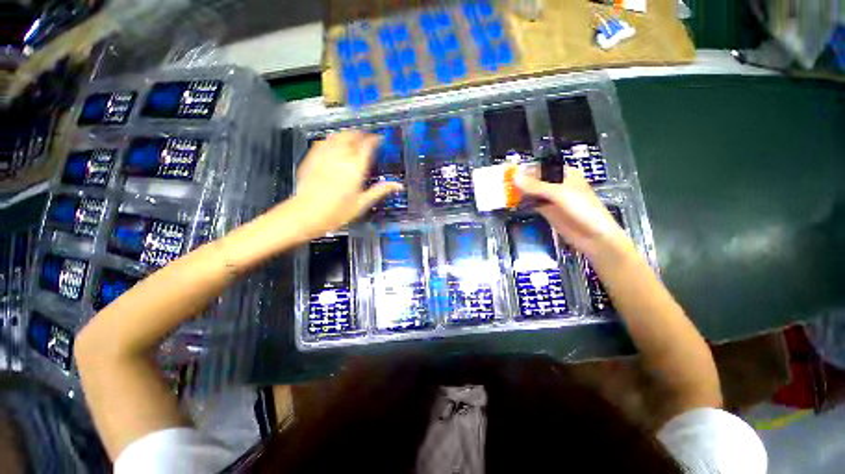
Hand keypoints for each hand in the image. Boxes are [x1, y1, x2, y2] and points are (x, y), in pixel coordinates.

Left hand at [285, 131, 401, 239]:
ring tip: (353, 137)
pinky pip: (323, 142)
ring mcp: (324, 155)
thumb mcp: (362, 203)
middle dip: (361, 134)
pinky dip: (331, 139)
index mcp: (355, 168)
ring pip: (337, 136)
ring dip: (347, 134)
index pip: (367, 146)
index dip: (375, 139)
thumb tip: (398, 185)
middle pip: (352, 136)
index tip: (380, 139)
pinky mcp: (312, 158)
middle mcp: (341, 157)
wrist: (307, 214)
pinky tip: (333, 143)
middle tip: (367, 138)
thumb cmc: (338, 212)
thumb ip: (380, 190)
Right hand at [514, 166, 633, 257]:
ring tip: (502, 193)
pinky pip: (532, 204)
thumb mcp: (559, 194)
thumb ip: (536, 186)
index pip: (540, 167)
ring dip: (519, 192)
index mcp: (563, 174)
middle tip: (500, 184)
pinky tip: (511, 203)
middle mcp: (556, 184)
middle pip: (534, 179)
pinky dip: (523, 203)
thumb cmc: (583, 209)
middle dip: (519, 181)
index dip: (523, 169)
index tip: (506, 173)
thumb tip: (513, 176)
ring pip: (532, 192)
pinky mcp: (547, 211)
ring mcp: (551, 198)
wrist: (595, 237)